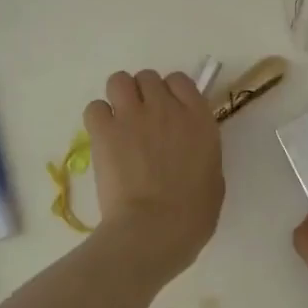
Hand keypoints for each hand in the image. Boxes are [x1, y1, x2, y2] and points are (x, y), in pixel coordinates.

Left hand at [84, 69, 224, 278]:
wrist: (155, 229)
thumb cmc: (193, 213)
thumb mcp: (213, 174)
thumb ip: (200, 150)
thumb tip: (187, 149)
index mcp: (198, 116)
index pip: (180, 80)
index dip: (171, 93)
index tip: (168, 112)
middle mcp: (166, 107)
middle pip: (148, 77)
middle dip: (144, 94)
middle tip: (141, 120)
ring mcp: (133, 115)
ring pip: (119, 81)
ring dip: (119, 97)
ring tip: (119, 122)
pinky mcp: (105, 131)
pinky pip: (95, 107)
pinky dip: (98, 119)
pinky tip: (103, 137)